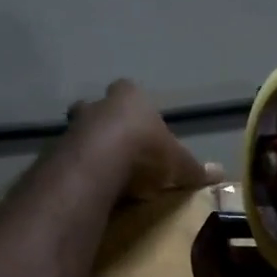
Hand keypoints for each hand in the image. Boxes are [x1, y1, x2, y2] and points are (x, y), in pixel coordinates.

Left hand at [69, 80, 220, 200]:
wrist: (98, 164)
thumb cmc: (144, 151)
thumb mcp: (177, 164)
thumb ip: (195, 168)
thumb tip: (221, 173)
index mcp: (129, 97)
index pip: (128, 90)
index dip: (133, 106)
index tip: (138, 125)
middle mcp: (98, 105)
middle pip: (97, 108)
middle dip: (103, 123)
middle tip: (114, 146)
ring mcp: (73, 126)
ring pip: (79, 132)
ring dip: (87, 147)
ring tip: (100, 171)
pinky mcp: (55, 151)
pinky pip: (67, 158)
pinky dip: (75, 169)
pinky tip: (86, 186)